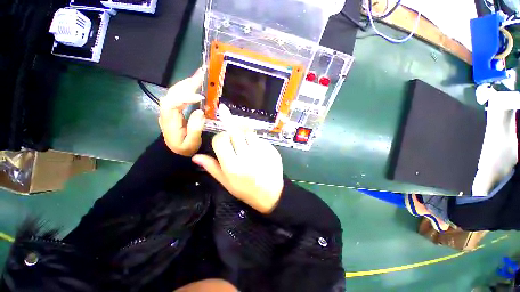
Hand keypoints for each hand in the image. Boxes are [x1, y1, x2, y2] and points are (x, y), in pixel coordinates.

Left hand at [159, 68, 205, 156]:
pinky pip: (179, 95)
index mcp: (169, 120)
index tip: (200, 97)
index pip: (173, 103)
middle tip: (201, 75)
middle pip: (173, 92)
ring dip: (187, 83)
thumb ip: (195, 128)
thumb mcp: (191, 143)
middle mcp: (166, 111)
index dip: (185, 97)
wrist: (174, 151)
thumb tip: (200, 111)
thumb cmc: (184, 148)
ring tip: (200, 76)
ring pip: (175, 91)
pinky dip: (187, 88)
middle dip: (187, 83)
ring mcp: (169, 109)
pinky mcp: (174, 108)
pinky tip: (195, 84)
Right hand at [192, 130, 283, 213]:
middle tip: (236, 145)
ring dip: (245, 137)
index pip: (221, 139)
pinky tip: (258, 153)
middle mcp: (247, 157)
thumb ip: (212, 167)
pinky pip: (260, 139)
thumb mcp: (226, 182)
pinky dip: (257, 142)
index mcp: (233, 166)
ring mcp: (262, 152)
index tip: (223, 143)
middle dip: (233, 136)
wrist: (271, 195)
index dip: (220, 138)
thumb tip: (196, 156)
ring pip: (248, 133)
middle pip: (235, 132)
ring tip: (248, 149)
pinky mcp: (272, 150)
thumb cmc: (246, 191)